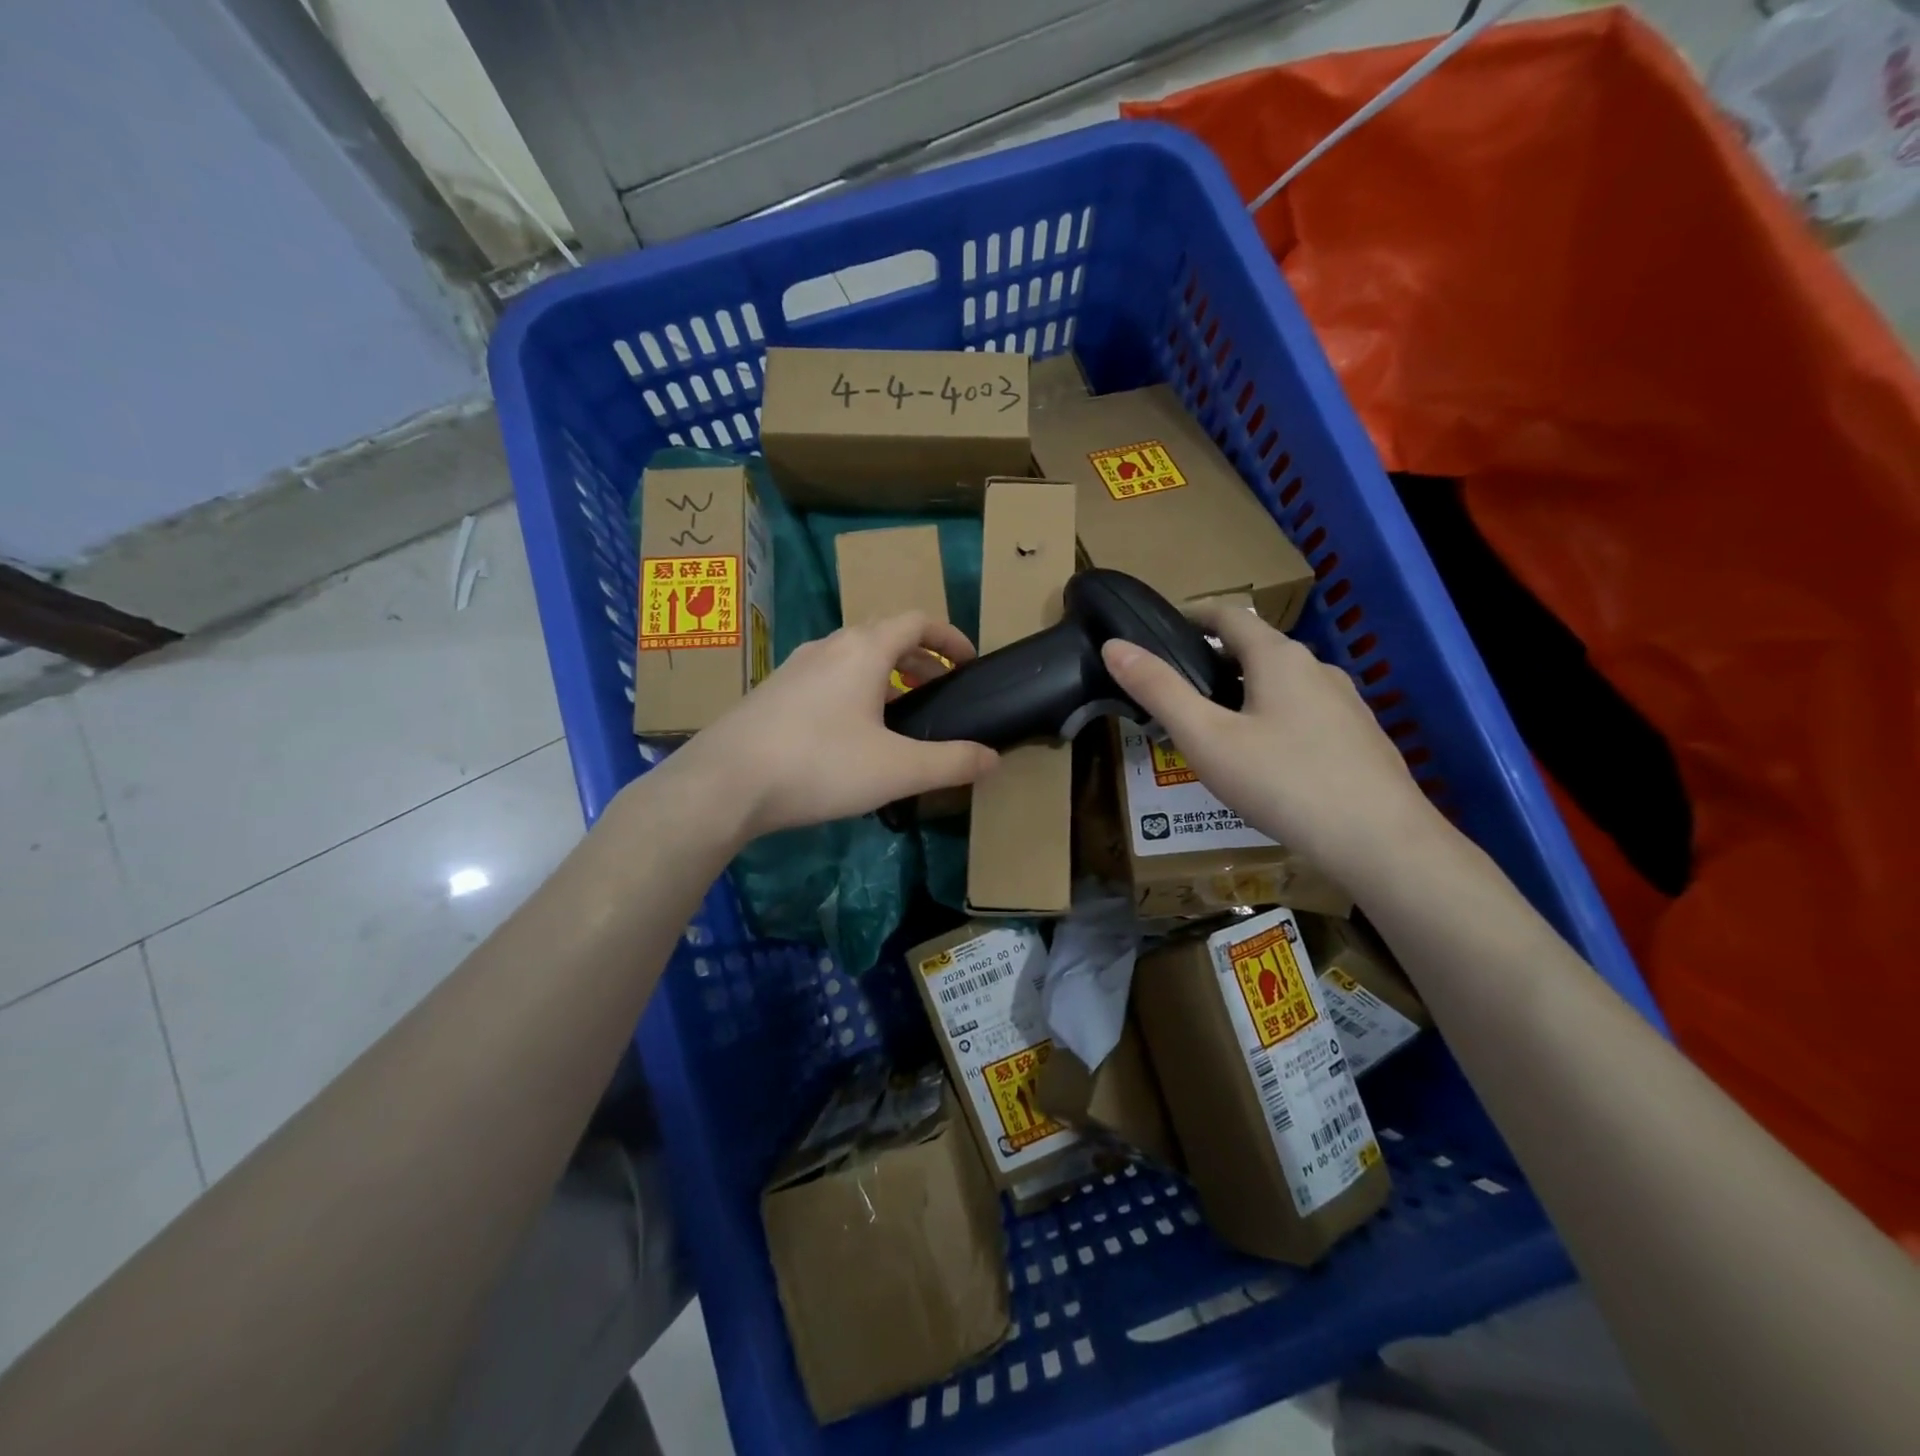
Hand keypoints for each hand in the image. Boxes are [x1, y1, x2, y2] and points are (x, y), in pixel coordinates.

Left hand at [672, 613, 997, 840]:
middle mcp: (828, 647)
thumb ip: (950, 762)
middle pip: (883, 636)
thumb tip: (993, 759)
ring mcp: (794, 668)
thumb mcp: (897, 769)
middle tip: (939, 691)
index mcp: (864, 650)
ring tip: (899, 713)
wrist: (724, 782)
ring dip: (884, 675)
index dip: (949, 638)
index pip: (917, 621)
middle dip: (919, 659)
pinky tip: (849, 734)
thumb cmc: (819, 764)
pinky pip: (825, 679)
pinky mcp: (772, 693)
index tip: (969, 662)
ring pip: (851, 658)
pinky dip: (853, 691)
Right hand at [1101, 603, 1434, 873]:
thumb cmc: (1283, 782)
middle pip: (1257, 649)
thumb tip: (1114, 646)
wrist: (1380, 841)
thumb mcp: (1206, 738)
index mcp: (1278, 657)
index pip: (1229, 615)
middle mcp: (1317, 668)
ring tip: (1217, 731)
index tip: (1161, 633)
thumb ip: (1159, 690)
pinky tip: (1267, 762)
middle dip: (1215, 662)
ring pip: (1284, 684)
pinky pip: (1307, 713)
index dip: (1192, 616)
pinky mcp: (1361, 737)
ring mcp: (1346, 703)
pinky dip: (1276, 719)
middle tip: (1178, 694)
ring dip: (1246, 693)